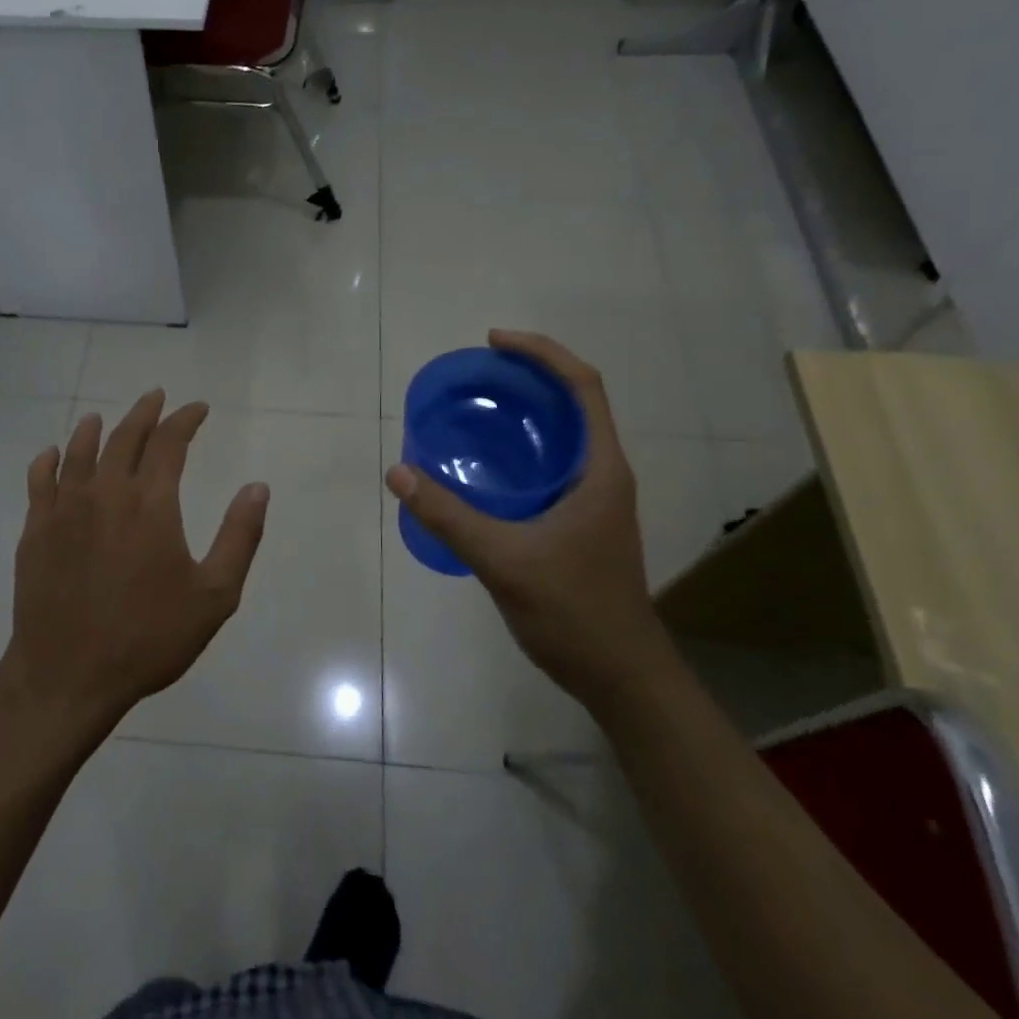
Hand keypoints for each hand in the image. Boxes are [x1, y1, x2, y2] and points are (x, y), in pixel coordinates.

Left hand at [0, 390, 269, 738]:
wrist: (68, 675)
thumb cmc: (148, 638)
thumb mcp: (214, 596)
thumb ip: (239, 537)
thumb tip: (258, 487)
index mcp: (151, 504)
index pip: (170, 443)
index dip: (185, 420)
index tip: (198, 409)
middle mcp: (106, 493)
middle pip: (124, 438)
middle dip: (144, 413)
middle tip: (156, 397)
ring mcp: (64, 509)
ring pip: (79, 452)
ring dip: (94, 429)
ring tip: (101, 417)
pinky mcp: (36, 530)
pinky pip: (40, 481)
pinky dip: (49, 461)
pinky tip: (52, 455)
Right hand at [386, 330, 675, 711]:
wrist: (620, 674)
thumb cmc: (573, 612)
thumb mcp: (504, 561)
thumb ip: (449, 517)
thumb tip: (399, 473)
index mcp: (600, 469)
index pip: (583, 387)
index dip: (542, 353)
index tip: (494, 343)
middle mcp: (603, 474)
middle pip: (573, 403)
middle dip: (529, 377)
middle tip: (476, 375)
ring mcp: (594, 500)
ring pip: (561, 436)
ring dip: (525, 413)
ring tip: (475, 409)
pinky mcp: (580, 522)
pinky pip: (549, 467)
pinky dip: (519, 451)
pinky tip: (483, 467)